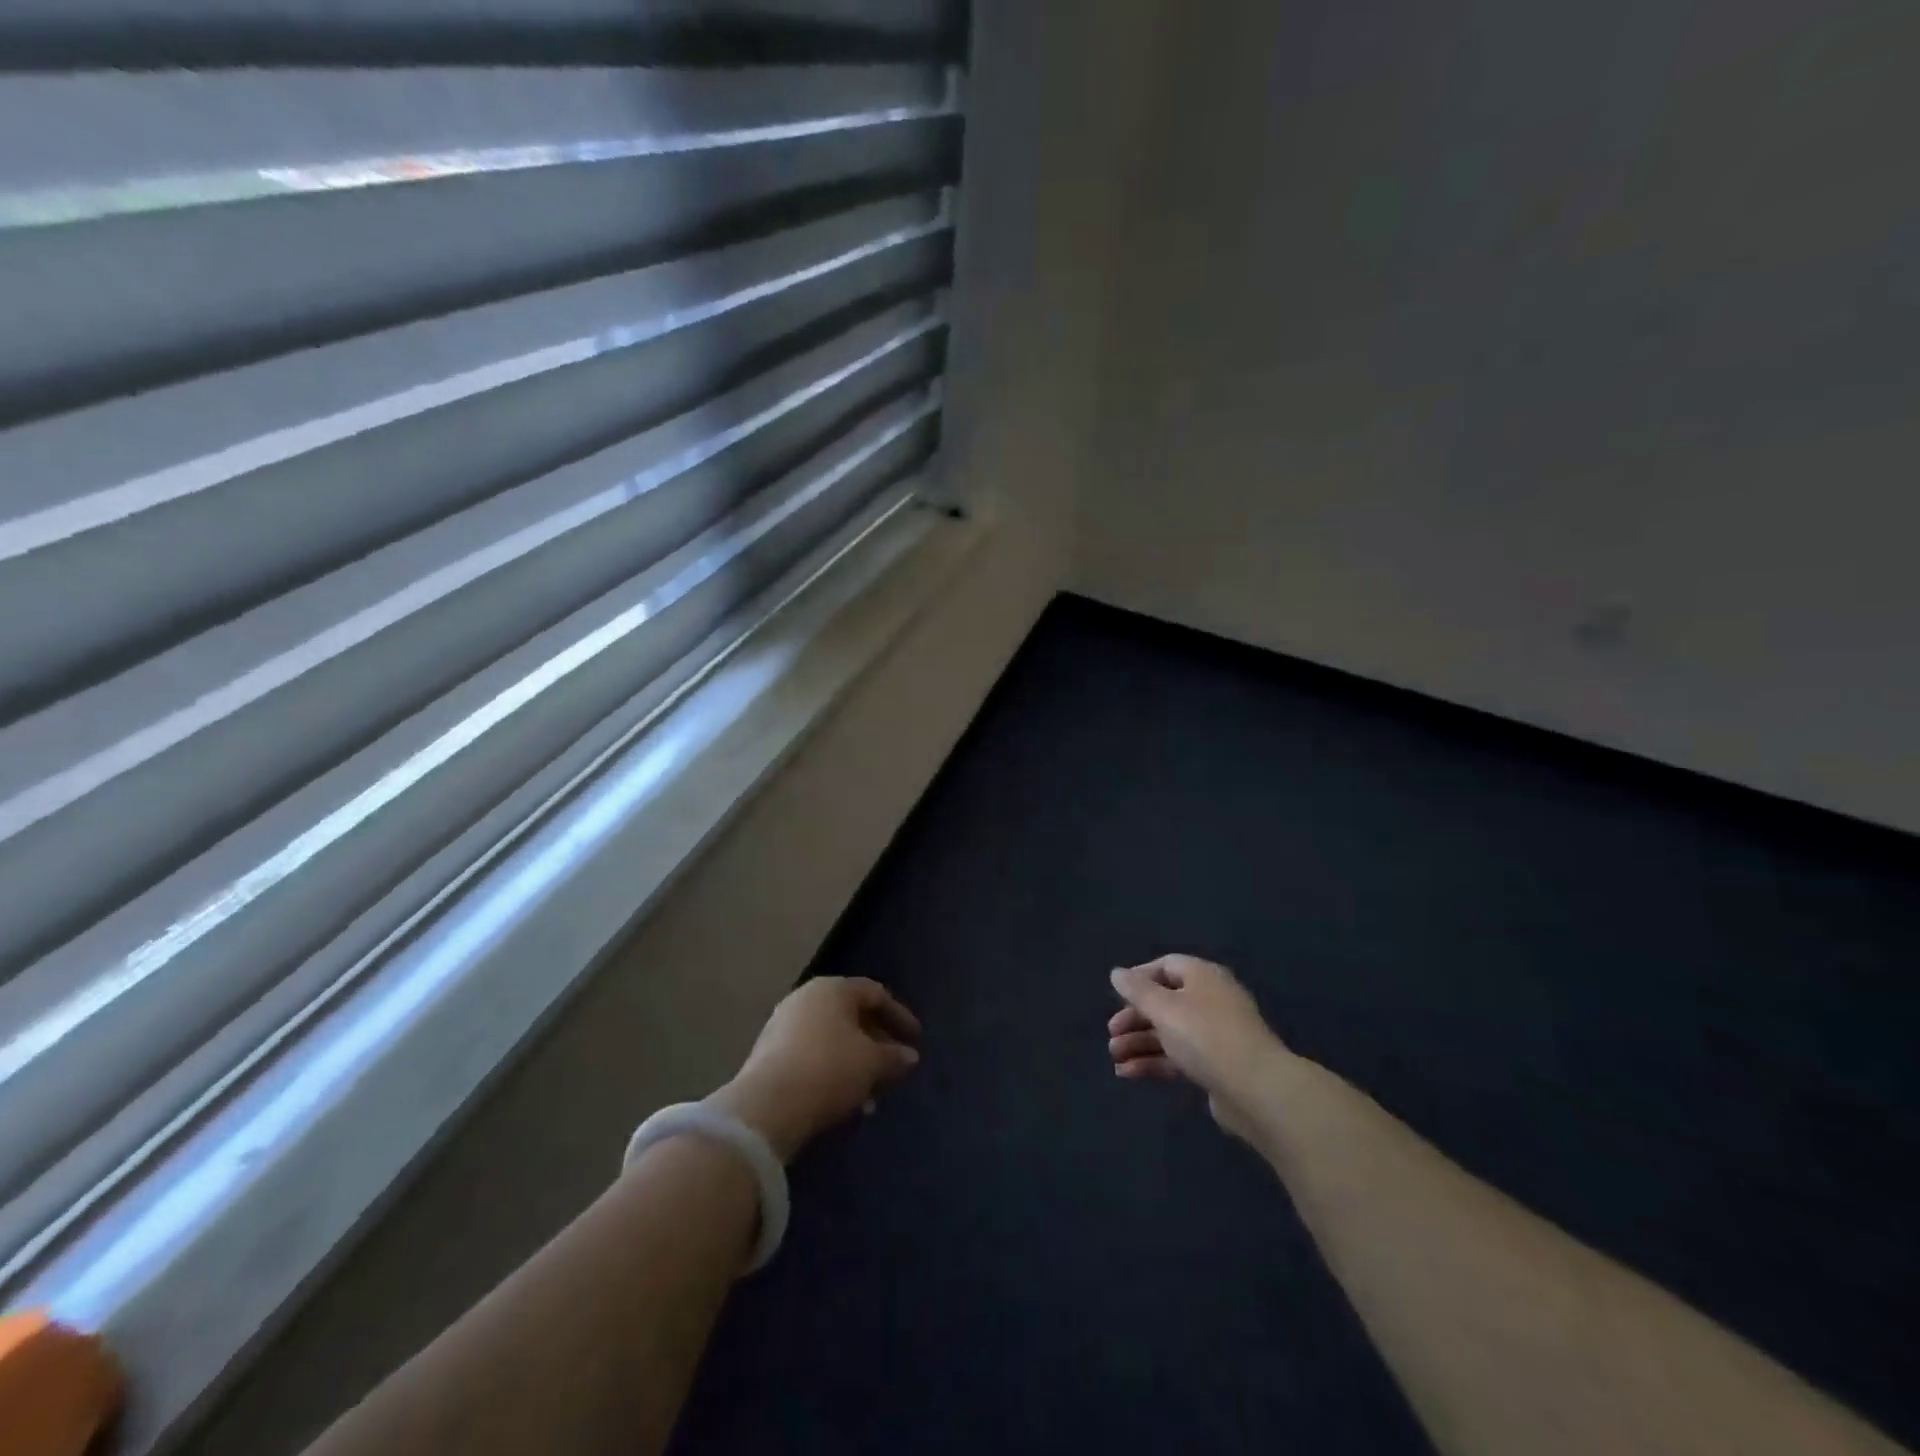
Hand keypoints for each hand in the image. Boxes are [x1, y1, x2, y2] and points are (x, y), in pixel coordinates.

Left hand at [709, 977, 921, 1161]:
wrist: (767, 1107)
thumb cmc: (829, 1070)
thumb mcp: (872, 1063)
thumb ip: (894, 1057)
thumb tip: (909, 1056)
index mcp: (833, 989)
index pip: (875, 993)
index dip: (899, 1016)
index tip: (916, 1040)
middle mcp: (806, 998)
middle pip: (852, 1015)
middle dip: (877, 1042)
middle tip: (895, 1066)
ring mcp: (783, 1024)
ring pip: (832, 1038)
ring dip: (856, 1061)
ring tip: (872, 1093)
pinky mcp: (769, 1053)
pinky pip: (812, 1054)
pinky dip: (833, 1070)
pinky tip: (844, 1099)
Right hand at [1108, 955, 1288, 1139]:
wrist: (1256, 1090)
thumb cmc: (1205, 1036)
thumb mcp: (1164, 1008)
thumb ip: (1137, 990)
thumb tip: (1117, 973)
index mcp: (1203, 977)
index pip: (1166, 966)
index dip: (1139, 978)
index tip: (1116, 995)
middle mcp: (1210, 1000)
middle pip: (1165, 1002)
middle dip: (1135, 1018)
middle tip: (1111, 1033)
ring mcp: (1215, 1035)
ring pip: (1169, 1032)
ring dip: (1139, 1043)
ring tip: (1115, 1058)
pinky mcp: (1216, 1066)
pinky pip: (1178, 1057)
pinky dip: (1154, 1062)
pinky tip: (1128, 1074)